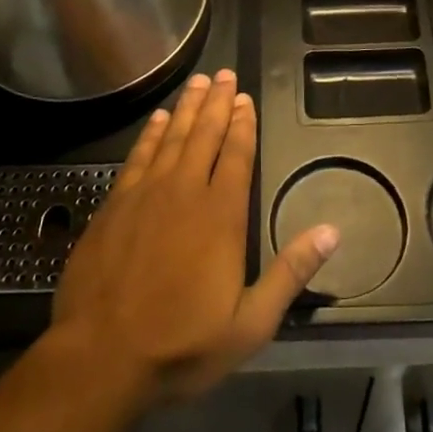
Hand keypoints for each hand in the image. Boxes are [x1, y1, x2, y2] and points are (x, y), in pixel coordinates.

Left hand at [50, 70, 338, 401]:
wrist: (100, 357)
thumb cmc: (181, 344)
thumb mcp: (250, 323)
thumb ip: (290, 273)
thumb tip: (332, 231)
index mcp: (221, 215)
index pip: (236, 155)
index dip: (242, 124)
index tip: (245, 98)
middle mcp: (185, 192)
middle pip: (204, 134)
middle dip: (216, 102)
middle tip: (223, 74)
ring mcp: (146, 194)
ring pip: (172, 137)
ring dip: (186, 107)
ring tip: (197, 82)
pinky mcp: (115, 204)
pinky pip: (138, 155)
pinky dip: (150, 133)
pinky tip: (157, 119)